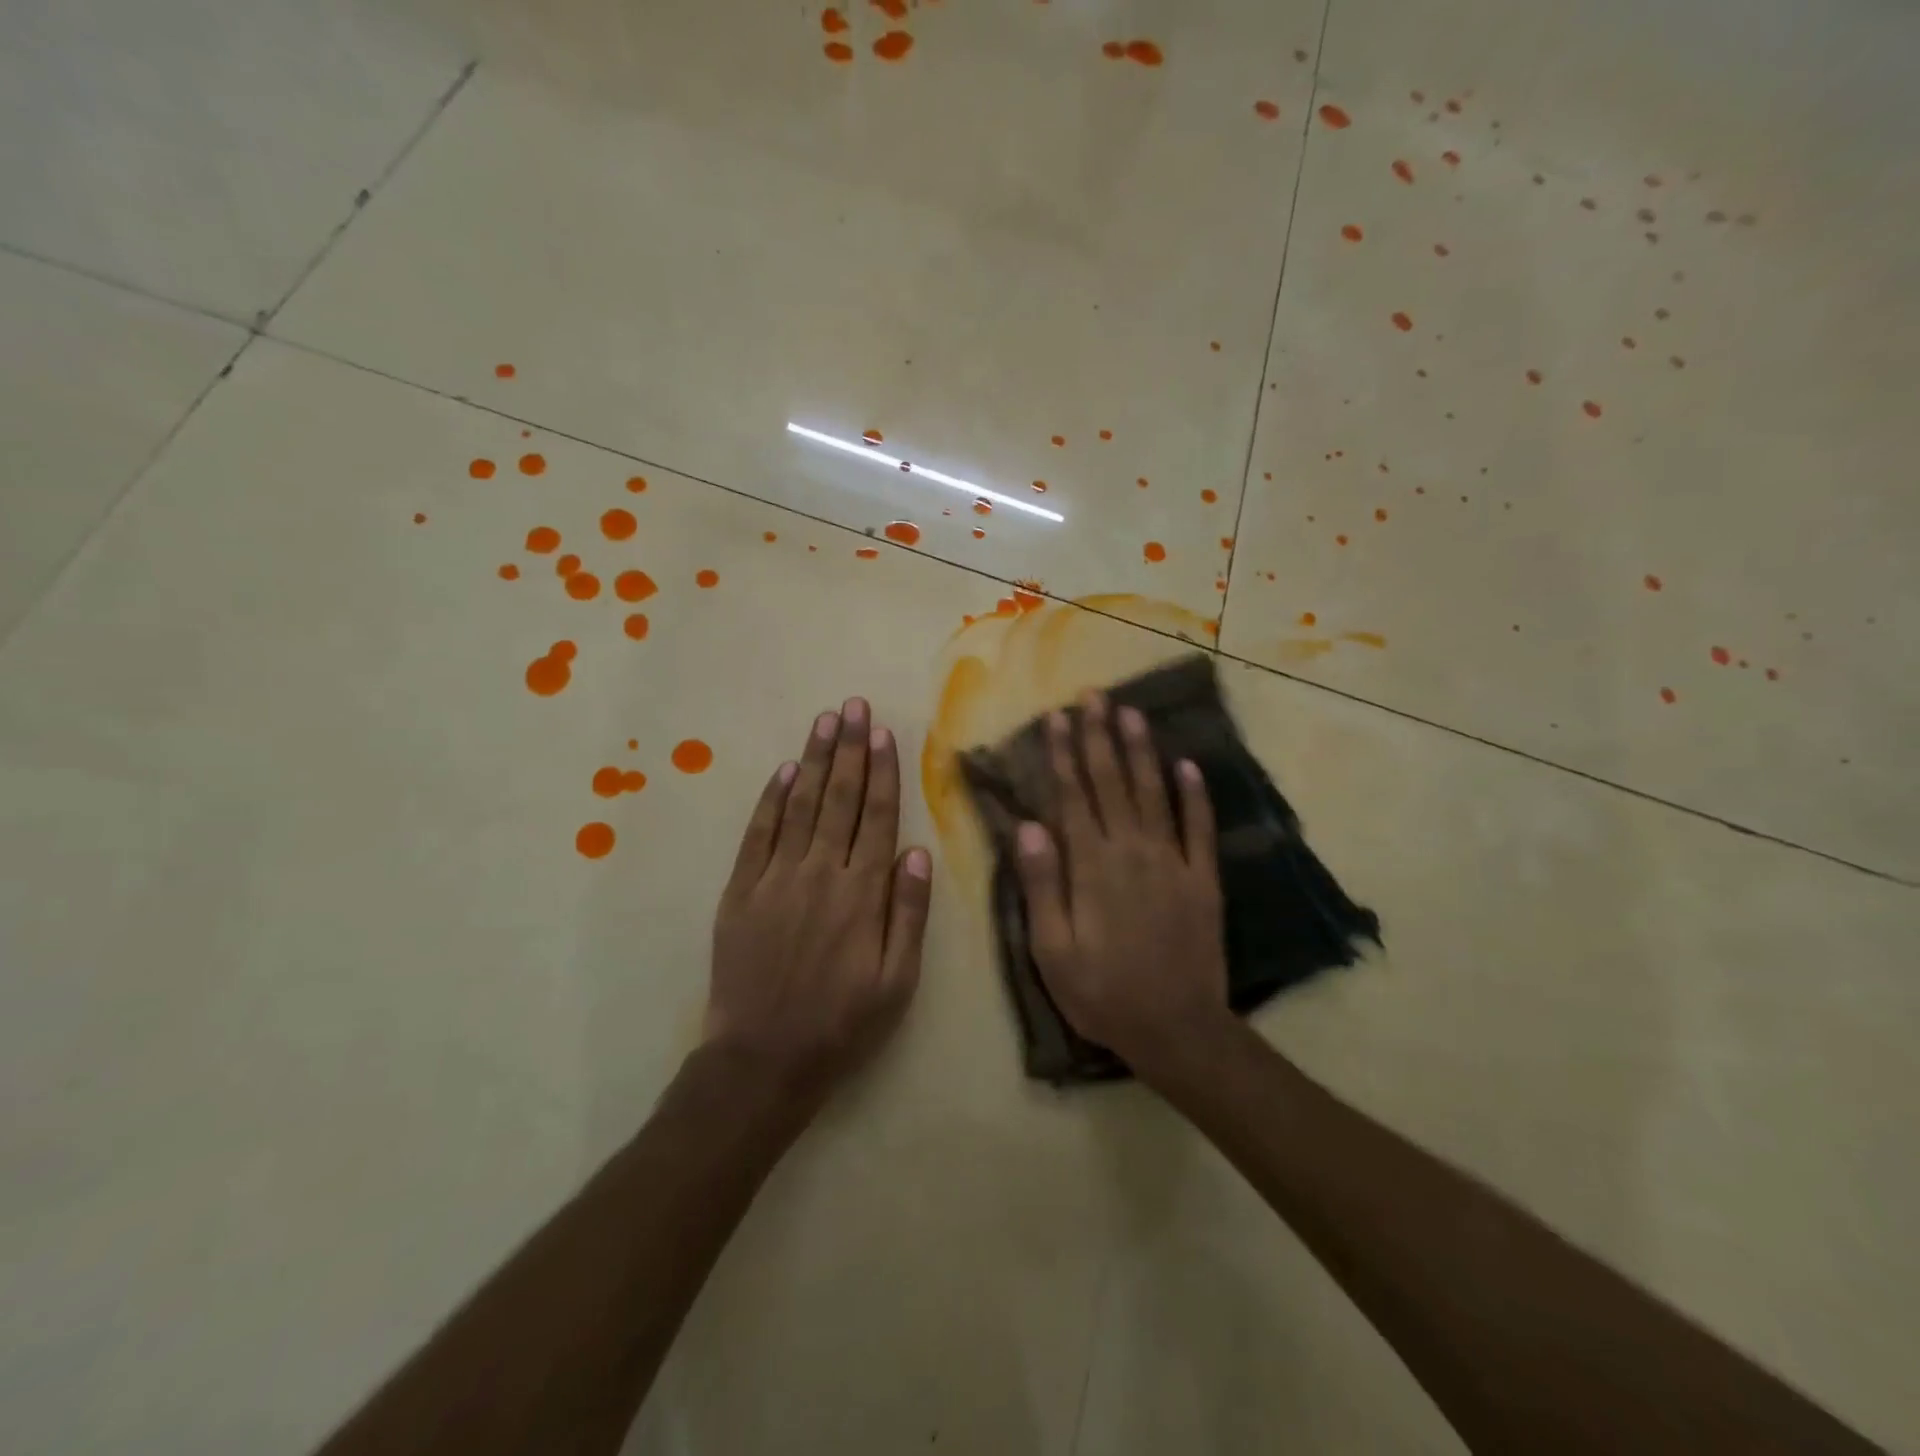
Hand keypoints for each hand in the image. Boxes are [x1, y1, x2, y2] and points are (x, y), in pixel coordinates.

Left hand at [706, 698, 932, 1100]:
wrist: (763, 1059)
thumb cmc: (842, 1023)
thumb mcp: (898, 981)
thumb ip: (909, 913)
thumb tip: (917, 850)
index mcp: (862, 894)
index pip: (877, 817)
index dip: (882, 771)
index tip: (883, 732)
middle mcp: (820, 874)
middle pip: (840, 799)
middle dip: (850, 749)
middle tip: (854, 706)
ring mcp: (776, 879)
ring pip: (801, 806)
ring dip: (815, 760)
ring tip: (826, 721)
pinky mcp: (741, 891)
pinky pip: (759, 834)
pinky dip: (772, 799)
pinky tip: (786, 771)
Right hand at [1015, 693, 1231, 1078]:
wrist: (1177, 1029)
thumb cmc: (1102, 992)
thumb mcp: (1052, 949)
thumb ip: (1041, 884)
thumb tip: (1028, 825)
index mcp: (1091, 866)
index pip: (1073, 796)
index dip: (1064, 754)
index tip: (1057, 718)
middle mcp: (1132, 851)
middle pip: (1113, 783)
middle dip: (1101, 737)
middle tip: (1093, 696)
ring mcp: (1173, 862)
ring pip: (1154, 793)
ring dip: (1141, 751)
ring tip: (1132, 712)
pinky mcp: (1203, 878)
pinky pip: (1199, 827)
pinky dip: (1195, 794)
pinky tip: (1188, 764)